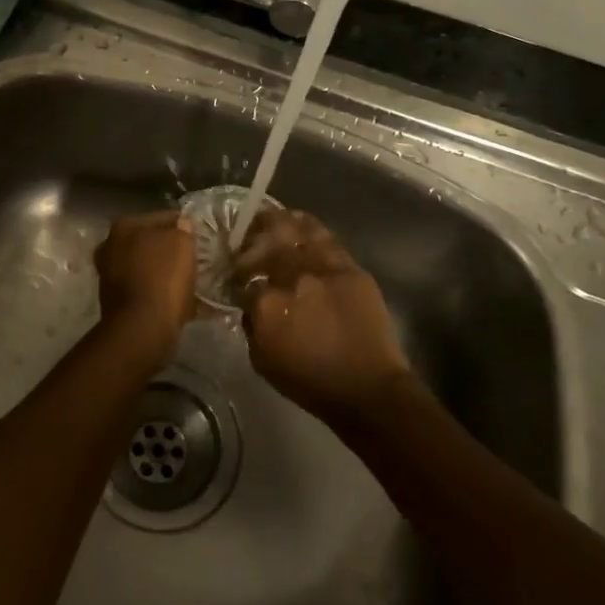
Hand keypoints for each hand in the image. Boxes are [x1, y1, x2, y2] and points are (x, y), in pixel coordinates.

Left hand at [95, 210, 196, 358]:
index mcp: (124, 226)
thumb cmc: (163, 278)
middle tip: (191, 258)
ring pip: (145, 265)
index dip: (183, 225)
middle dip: (168, 249)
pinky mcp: (115, 300)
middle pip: (149, 242)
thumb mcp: (182, 243)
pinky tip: (175, 298)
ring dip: (162, 271)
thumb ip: (182, 229)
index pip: (162, 217)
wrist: (142, 327)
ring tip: (186, 280)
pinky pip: (144, 287)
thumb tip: (181, 226)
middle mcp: (110, 245)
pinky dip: (157, 291)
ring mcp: (109, 274)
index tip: (198, 237)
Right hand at [232, 209, 412, 422]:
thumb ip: (251, 326)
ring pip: (296, 231)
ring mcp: (323, 269)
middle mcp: (292, 278)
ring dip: (279, 221)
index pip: (243, 278)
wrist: (366, 388)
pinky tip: (300, 221)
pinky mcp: (349, 268)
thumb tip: (251, 304)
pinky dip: (308, 226)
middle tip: (247, 233)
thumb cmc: (310, 382)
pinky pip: (326, 238)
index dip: (238, 276)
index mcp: (266, 304)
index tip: (237, 277)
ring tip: (271, 216)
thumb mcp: (262, 361)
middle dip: (252, 236)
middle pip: (266, 243)